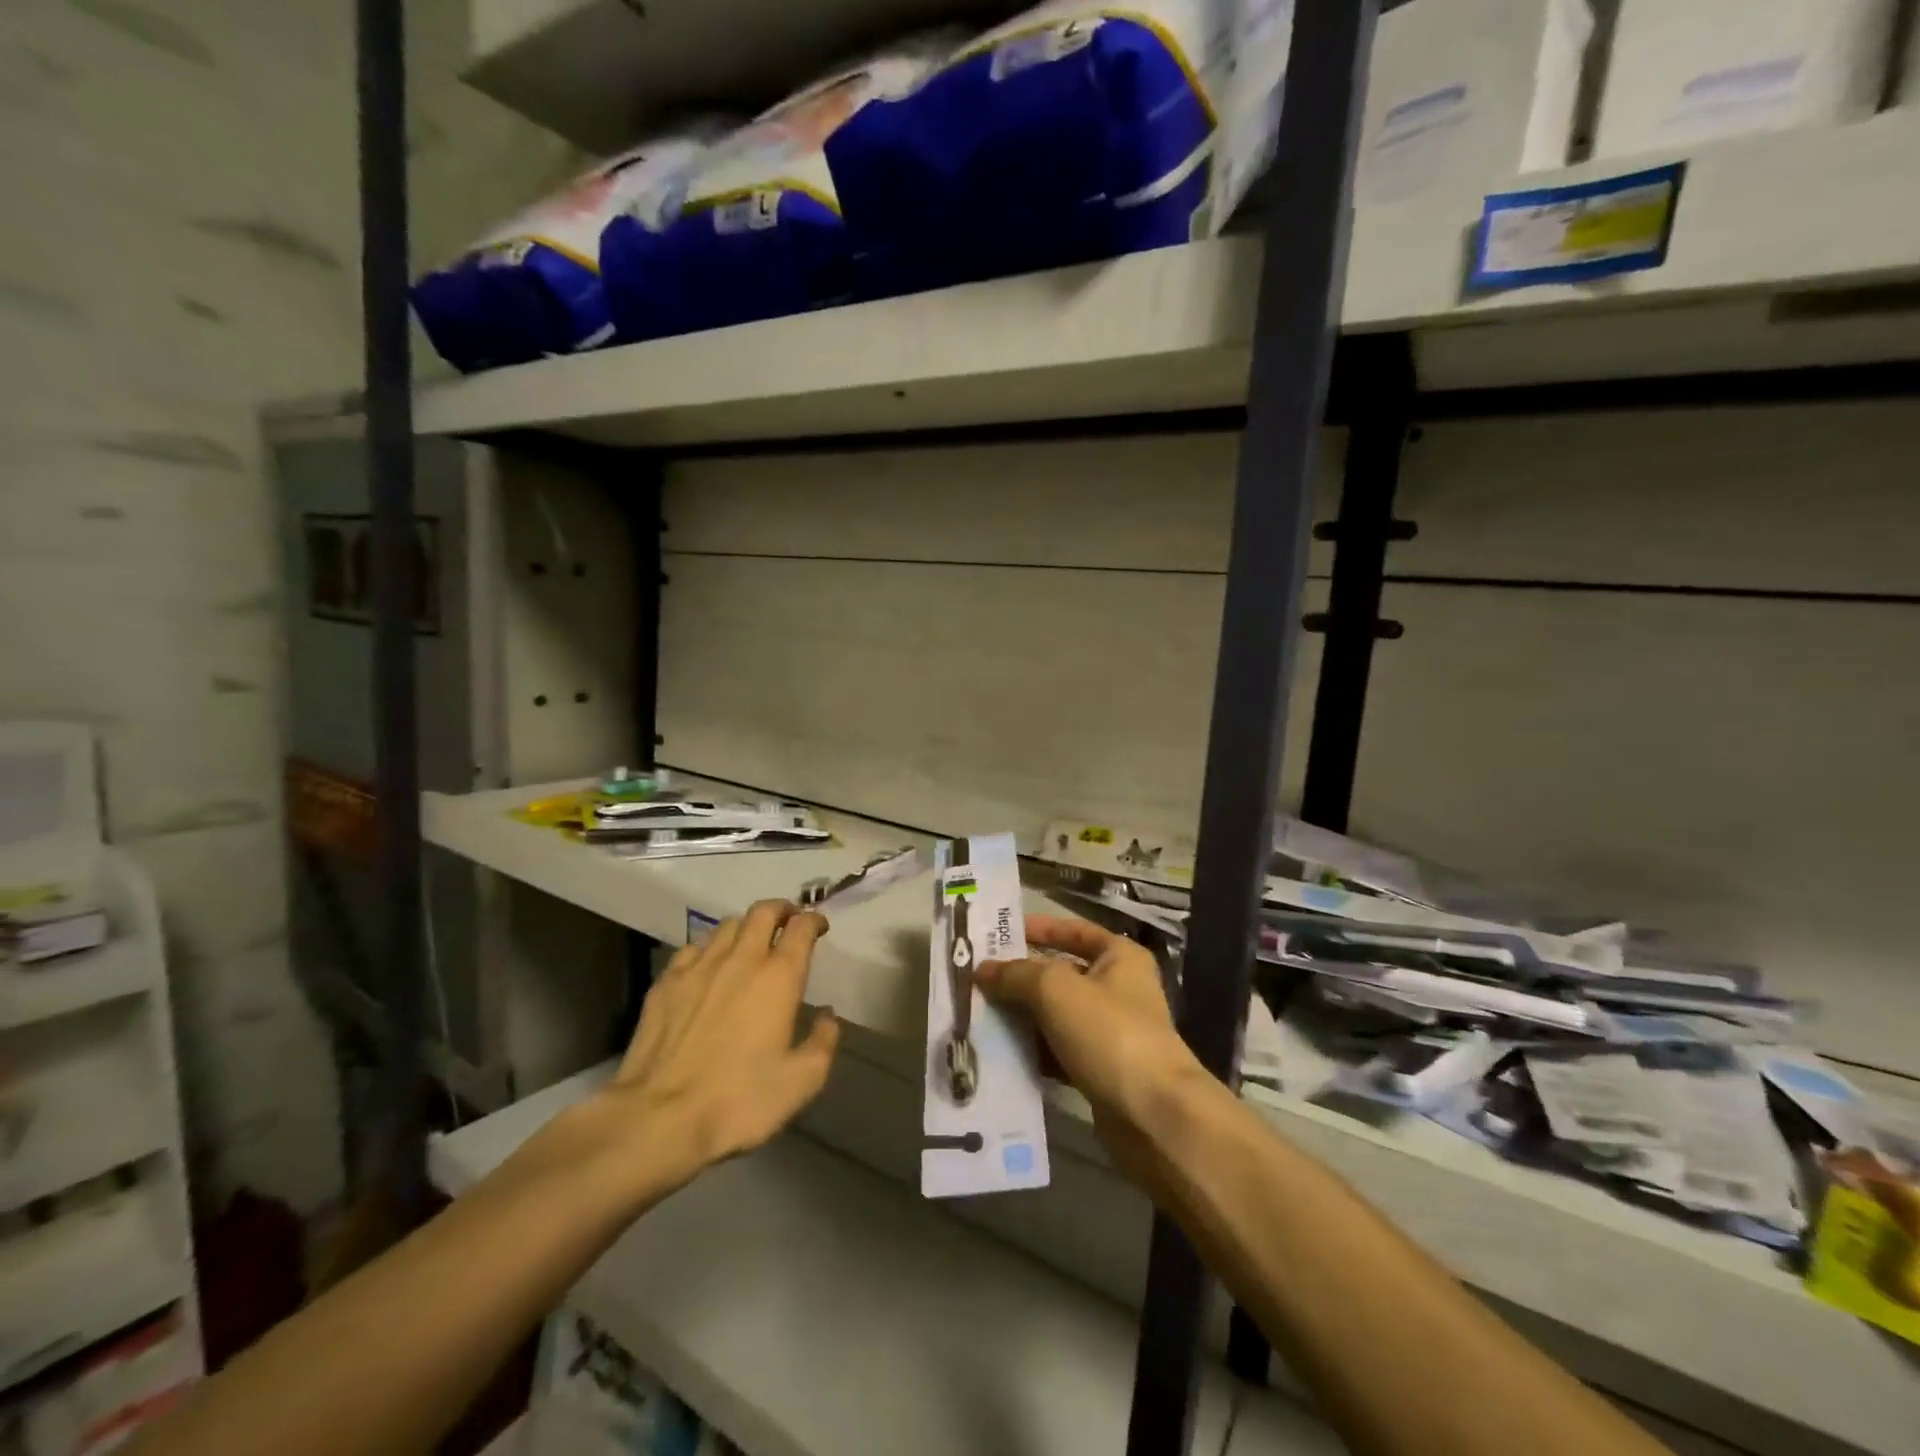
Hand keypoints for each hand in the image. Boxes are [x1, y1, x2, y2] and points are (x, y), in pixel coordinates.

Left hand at [574, 900, 841, 1197]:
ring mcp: (699, 967)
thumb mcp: (800, 1082)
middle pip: (764, 911)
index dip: (814, 920)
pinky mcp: (666, 981)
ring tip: (751, 944)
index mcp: (779, 977)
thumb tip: (827, 1016)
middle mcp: (741, 959)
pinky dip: (709, 949)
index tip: (819, 927)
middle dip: (781, 910)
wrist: (657, 1118)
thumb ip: (823, 1042)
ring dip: (746, 927)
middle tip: (789, 923)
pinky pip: (693, 948)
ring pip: (728, 925)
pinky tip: (708, 968)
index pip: (801, 927)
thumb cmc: (738, 1100)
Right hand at [978, 915, 1212, 1180]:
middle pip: (1060, 974)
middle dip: (1020, 977)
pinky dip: (1033, 1051)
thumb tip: (982, 970)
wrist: (1154, 1116)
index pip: (1073, 931)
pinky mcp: (1100, 1070)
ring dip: (1021, 1016)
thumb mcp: (1056, 989)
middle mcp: (1118, 989)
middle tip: (976, 978)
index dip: (1038, 929)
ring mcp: (1110, 1032)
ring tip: (977, 1015)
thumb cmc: (1109, 1033)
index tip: (998, 934)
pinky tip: (999, 1054)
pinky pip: (1058, 1051)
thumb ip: (1016, 974)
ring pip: (1055, 1015)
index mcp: (1119, 957)